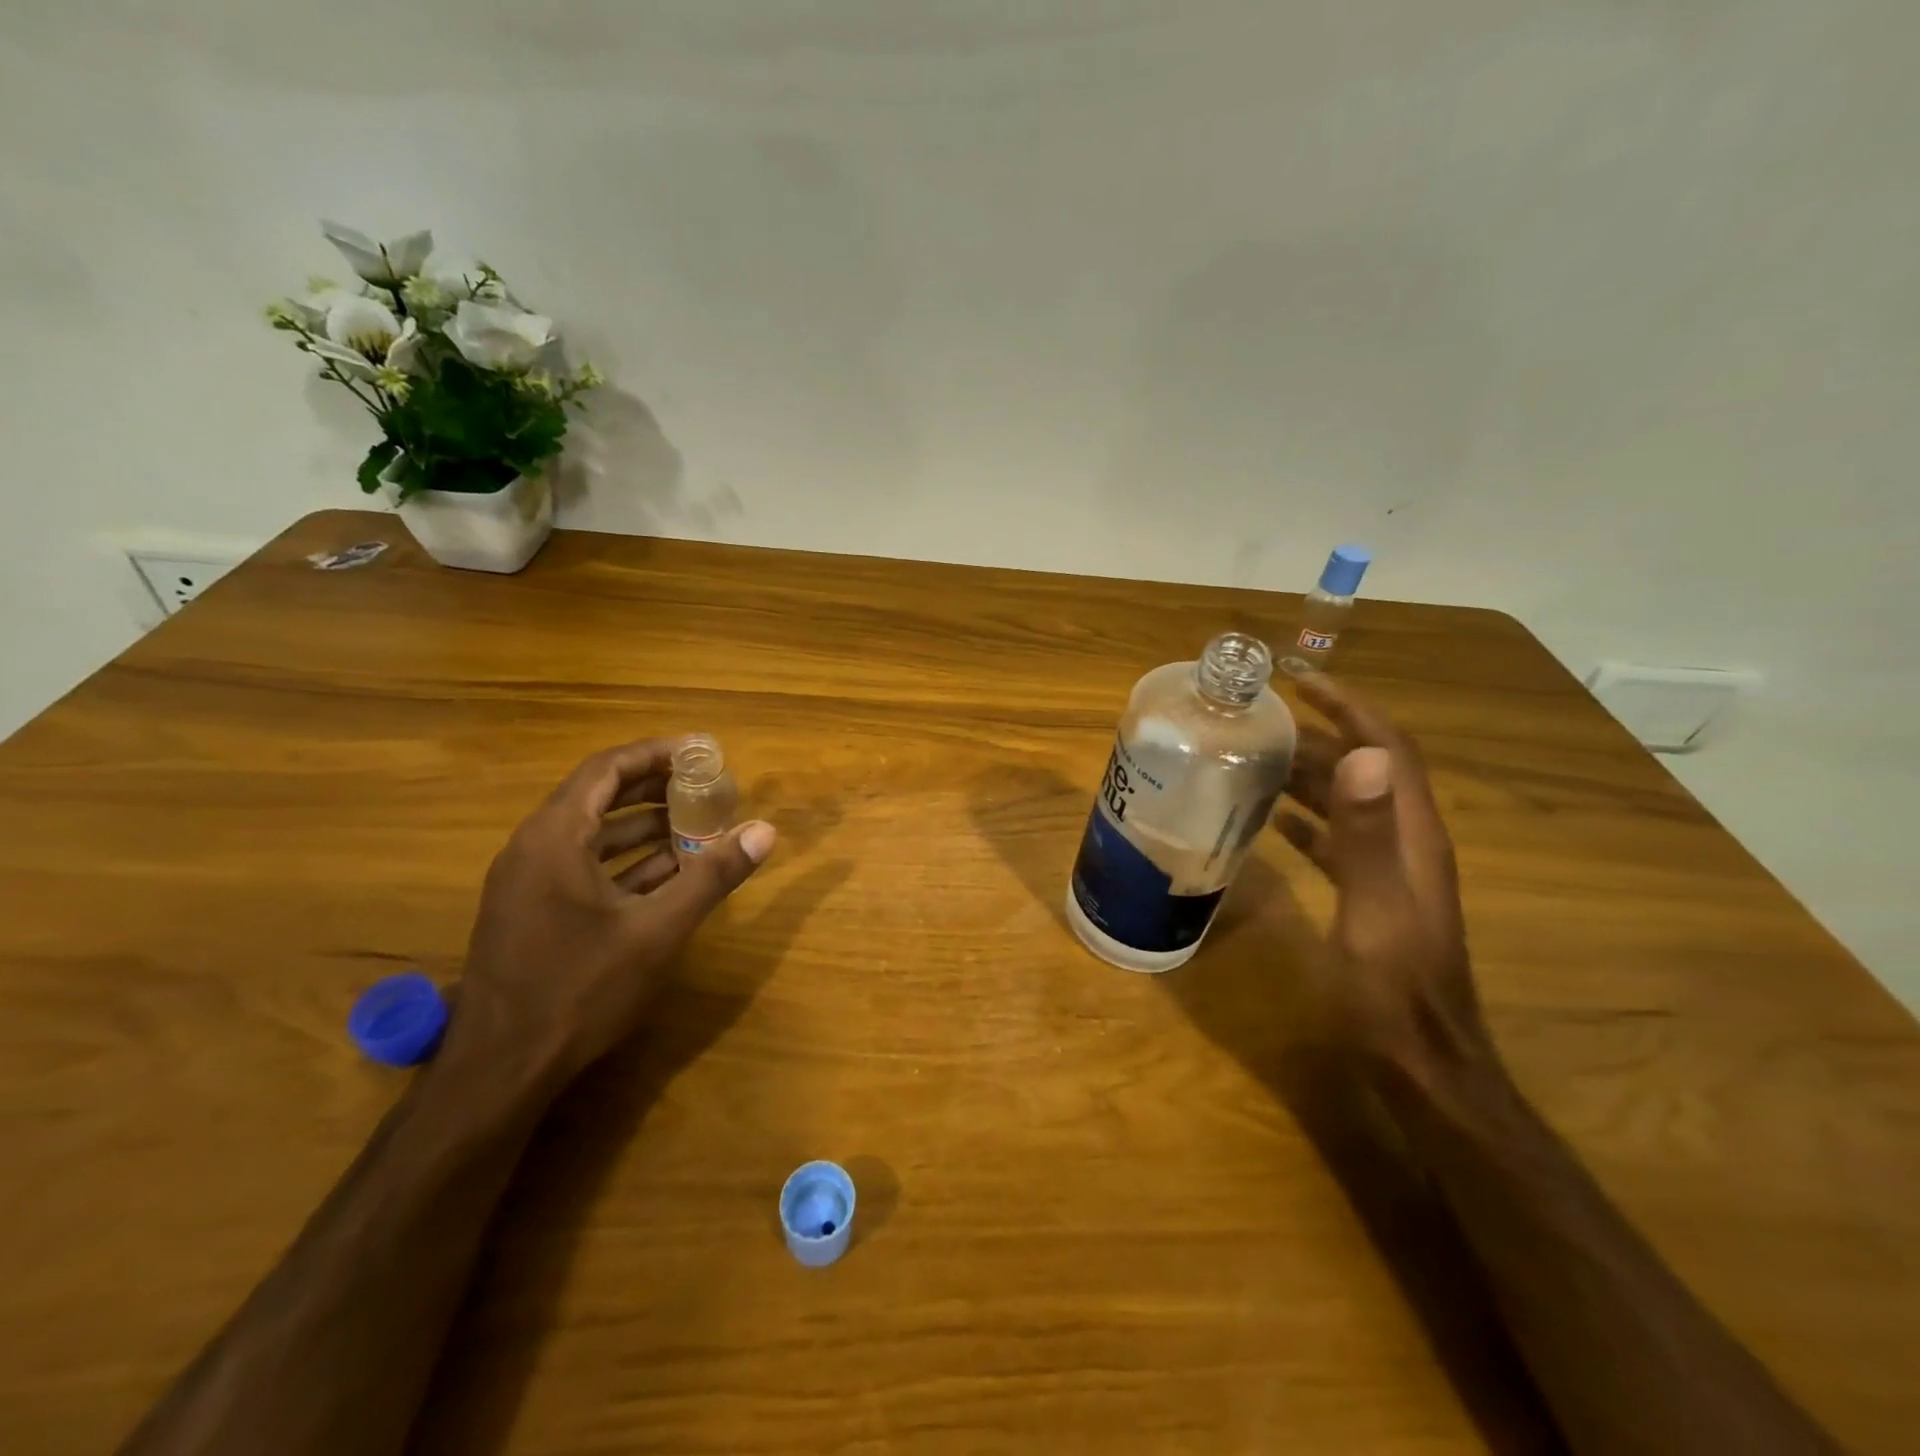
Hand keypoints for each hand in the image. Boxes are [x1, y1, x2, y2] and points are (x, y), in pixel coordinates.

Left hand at [448, 738, 776, 1080]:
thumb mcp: (658, 930)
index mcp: (555, 837)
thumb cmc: (580, 989)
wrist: (501, 1070)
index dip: (656, 754)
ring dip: (643, 826)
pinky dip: (625, 860)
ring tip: (697, 825)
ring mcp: (528, 882)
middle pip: (598, 796)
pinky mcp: (531, 911)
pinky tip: (667, 872)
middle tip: (706, 786)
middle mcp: (533, 848)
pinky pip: (582, 865)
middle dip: (655, 788)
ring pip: (592, 834)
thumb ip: (712, 876)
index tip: (702, 752)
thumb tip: (764, 831)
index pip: (607, 769)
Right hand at [1274, 674, 1491, 1084]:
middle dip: (1321, 732)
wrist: (1420, 1062)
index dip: (1350, 706)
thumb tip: (1363, 757)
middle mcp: (1405, 842)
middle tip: (1261, 718)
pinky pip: (1337, 839)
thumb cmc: (1393, 991)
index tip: (1301, 680)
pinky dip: (1306, 819)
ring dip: (1309, 773)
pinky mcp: (1370, 895)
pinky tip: (1272, 820)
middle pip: (1367, 768)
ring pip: (1349, 802)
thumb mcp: (1376, 912)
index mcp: (1412, 835)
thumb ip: (1367, 837)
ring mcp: (1389, 870)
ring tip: (1257, 758)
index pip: (1388, 748)